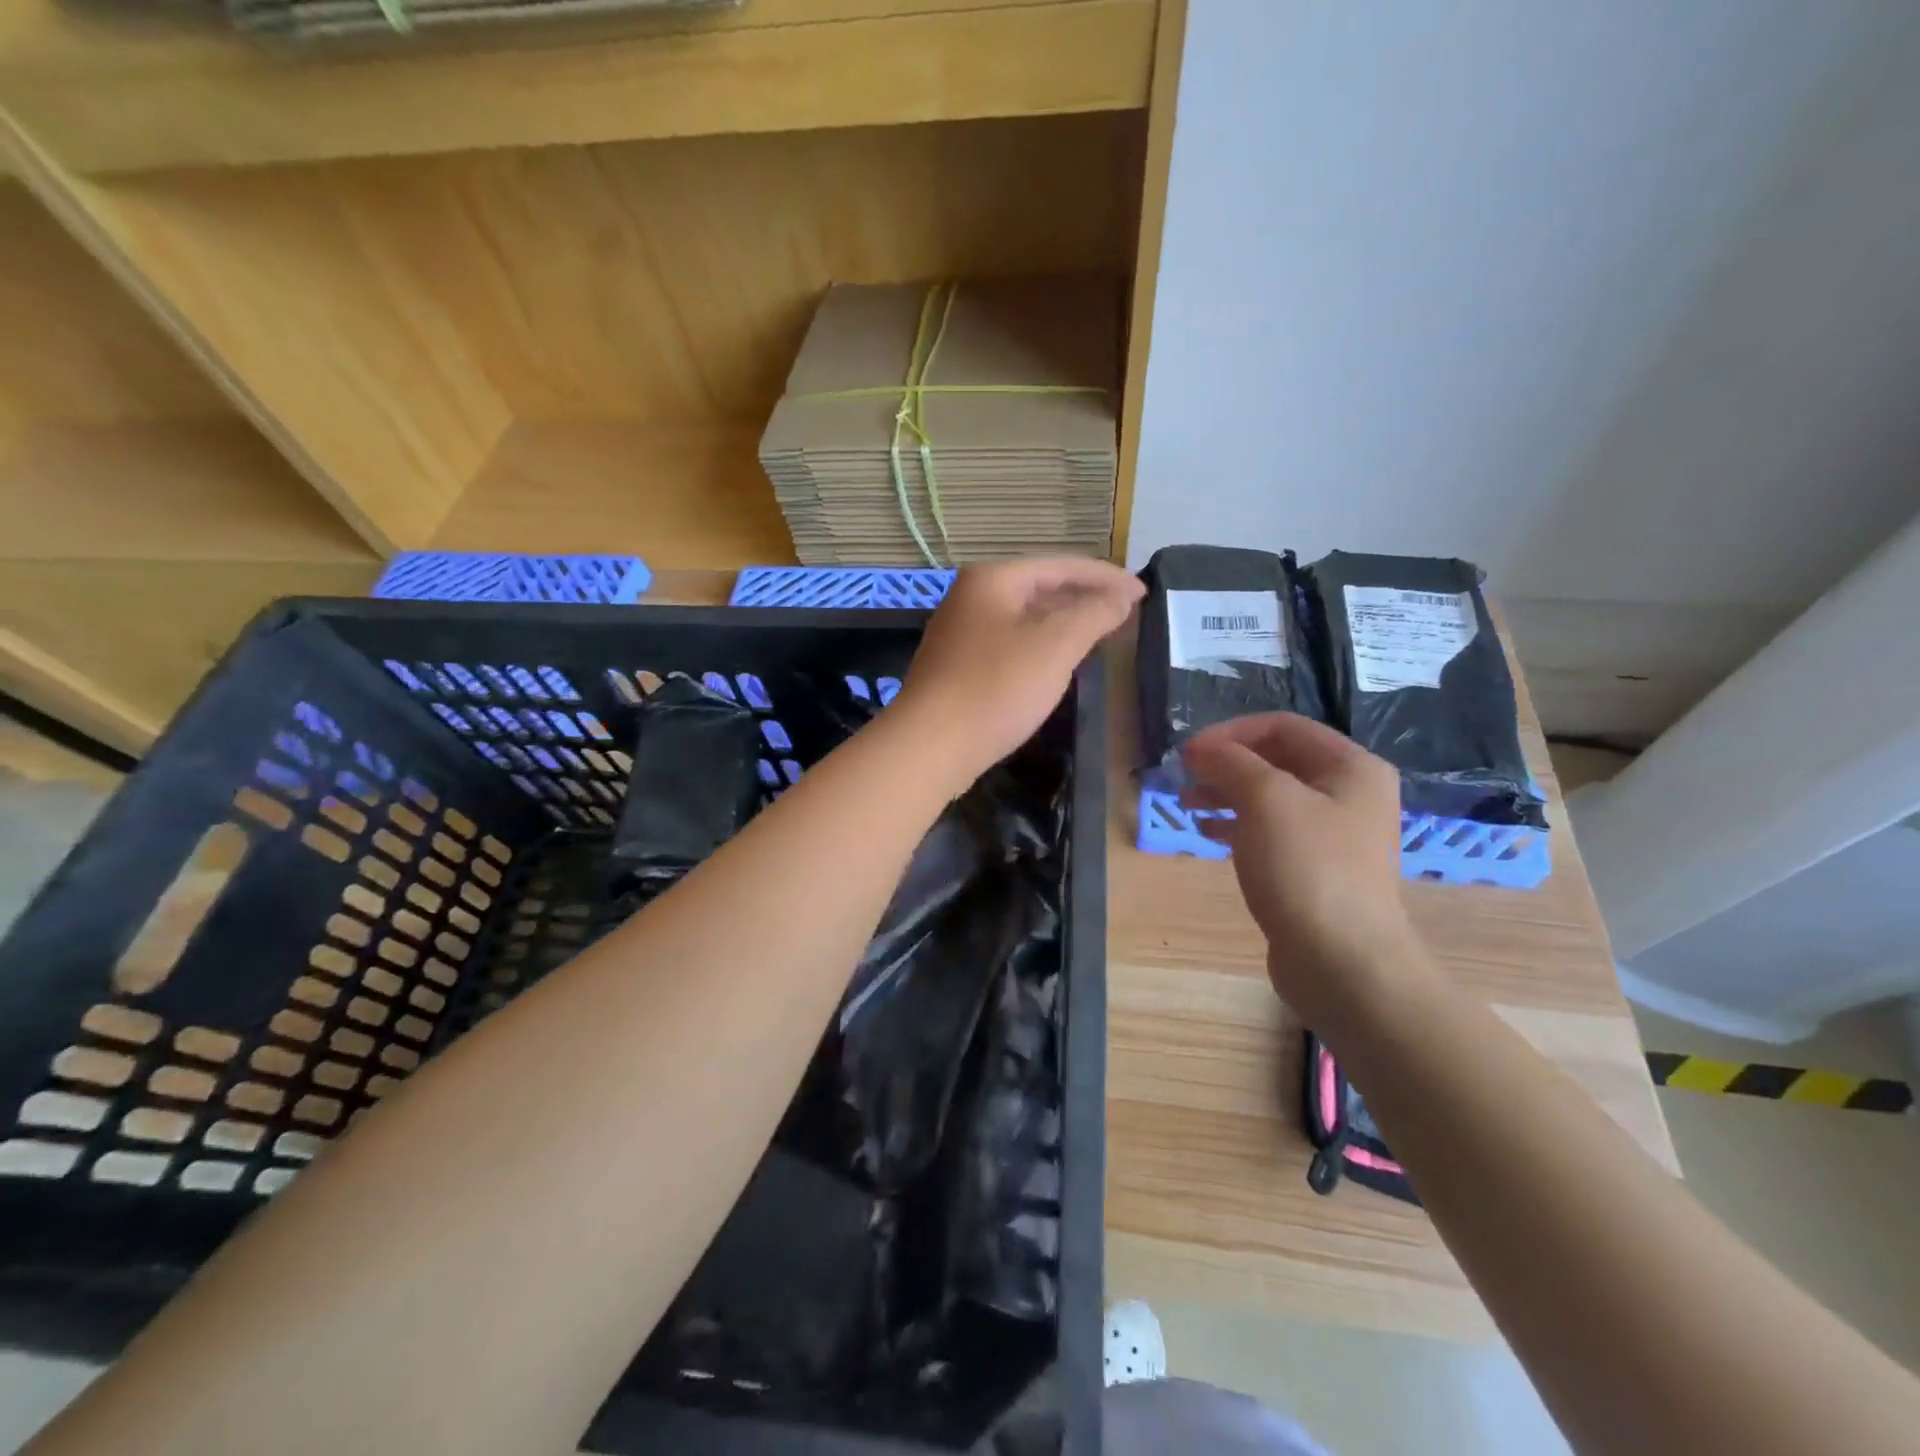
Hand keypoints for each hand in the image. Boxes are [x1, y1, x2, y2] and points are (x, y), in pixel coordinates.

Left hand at [893, 558, 1142, 790]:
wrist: (930, 746)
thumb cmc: (996, 688)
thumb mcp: (1055, 646)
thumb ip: (1093, 614)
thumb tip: (1121, 596)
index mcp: (993, 579)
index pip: (1061, 566)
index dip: (1106, 578)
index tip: (1143, 593)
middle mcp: (971, 596)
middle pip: (1040, 588)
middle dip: (1085, 598)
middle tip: (1126, 614)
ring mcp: (960, 632)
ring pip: (1025, 618)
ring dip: (1064, 623)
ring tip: (1101, 635)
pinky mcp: (958, 666)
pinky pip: (1011, 644)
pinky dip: (1041, 646)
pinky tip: (1058, 663)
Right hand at [1181, 714, 1432, 1027]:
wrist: (1342, 962)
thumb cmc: (1307, 868)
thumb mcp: (1266, 800)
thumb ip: (1231, 762)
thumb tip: (1201, 748)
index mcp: (1351, 767)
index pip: (1282, 726)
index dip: (1231, 732)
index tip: (1189, 753)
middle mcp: (1349, 794)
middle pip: (1276, 760)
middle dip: (1226, 764)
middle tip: (1184, 777)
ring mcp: (1334, 834)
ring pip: (1269, 797)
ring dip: (1225, 793)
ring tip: (1187, 803)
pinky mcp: (1315, 869)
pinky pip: (1270, 831)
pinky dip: (1236, 825)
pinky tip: (1207, 833)